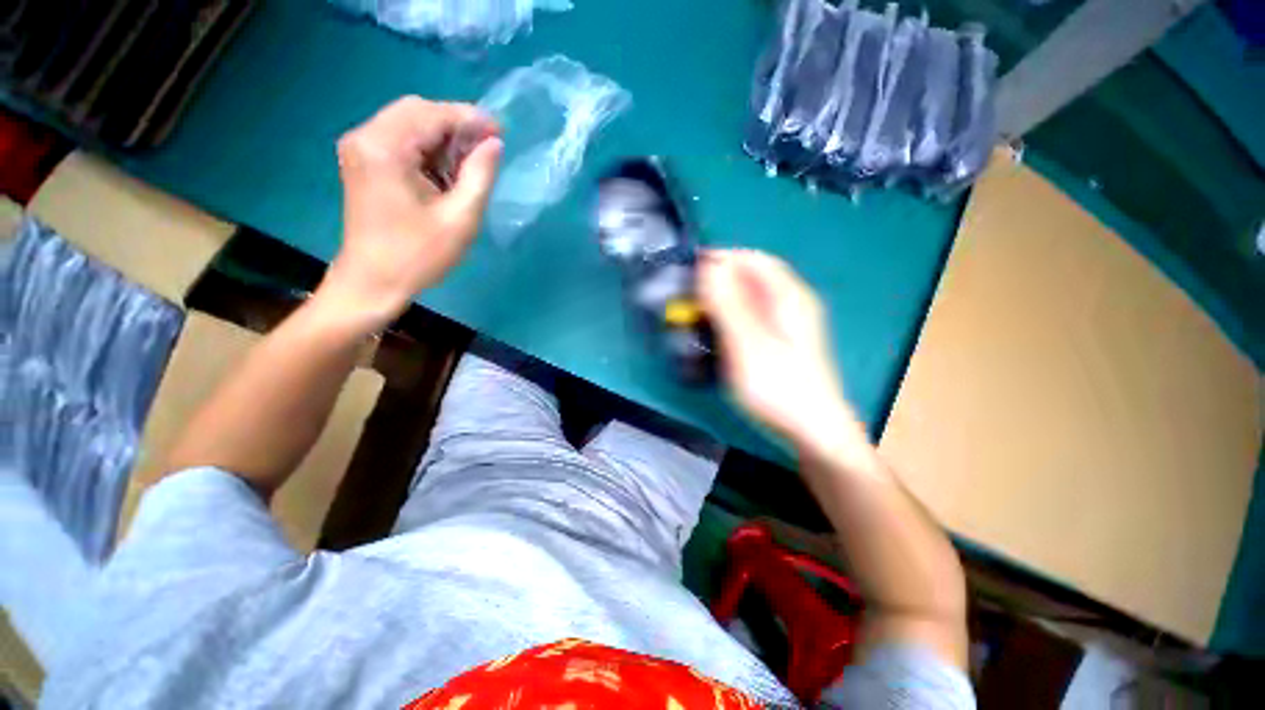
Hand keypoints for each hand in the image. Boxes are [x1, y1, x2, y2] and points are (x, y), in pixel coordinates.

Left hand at [320, 96, 502, 330]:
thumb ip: (480, 176)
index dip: (471, 119)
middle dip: (457, 127)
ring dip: (443, 141)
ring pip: (410, 125)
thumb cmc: (418, 255)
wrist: (373, 283)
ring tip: (471, 168)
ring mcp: (361, 149)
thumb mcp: (460, 219)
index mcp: (385, 148)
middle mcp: (366, 137)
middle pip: (418, 112)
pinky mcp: (364, 163)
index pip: (433, 114)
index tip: (502, 132)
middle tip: (488, 151)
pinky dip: (428, 152)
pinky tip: (447, 175)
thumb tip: (494, 144)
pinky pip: (401, 142)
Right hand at [699, 249, 861, 455]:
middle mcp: (790, 303)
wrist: (811, 431)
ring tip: (698, 313)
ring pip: (749, 297)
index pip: (752, 259)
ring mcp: (787, 323)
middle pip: (751, 277)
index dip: (721, 258)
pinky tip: (718, 332)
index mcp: (788, 296)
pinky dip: (730, 316)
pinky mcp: (780, 341)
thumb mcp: (748, 344)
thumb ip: (728, 304)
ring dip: (722, 299)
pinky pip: (751, 316)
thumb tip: (708, 267)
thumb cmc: (778, 387)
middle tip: (689, 296)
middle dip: (719, 280)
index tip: (689, 270)